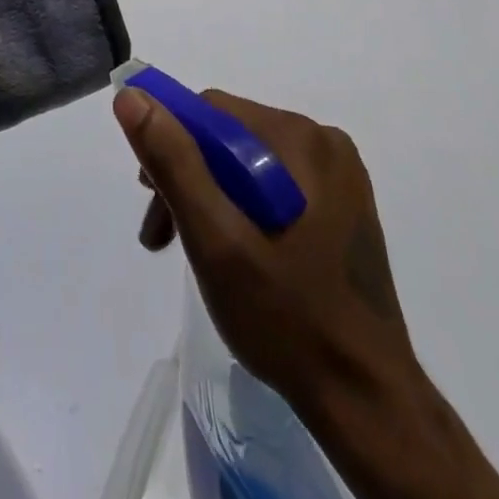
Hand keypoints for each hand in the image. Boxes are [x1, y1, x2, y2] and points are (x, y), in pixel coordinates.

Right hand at [113, 87, 422, 422]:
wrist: (367, 402)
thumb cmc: (286, 317)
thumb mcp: (215, 238)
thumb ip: (172, 161)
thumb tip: (131, 96)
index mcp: (300, 140)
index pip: (211, 112)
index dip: (169, 144)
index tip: (148, 196)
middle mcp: (324, 143)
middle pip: (229, 137)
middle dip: (187, 178)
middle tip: (162, 236)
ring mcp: (338, 177)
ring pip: (247, 163)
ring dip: (209, 198)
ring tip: (187, 250)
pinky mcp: (342, 208)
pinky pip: (273, 185)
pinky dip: (241, 210)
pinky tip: (231, 252)